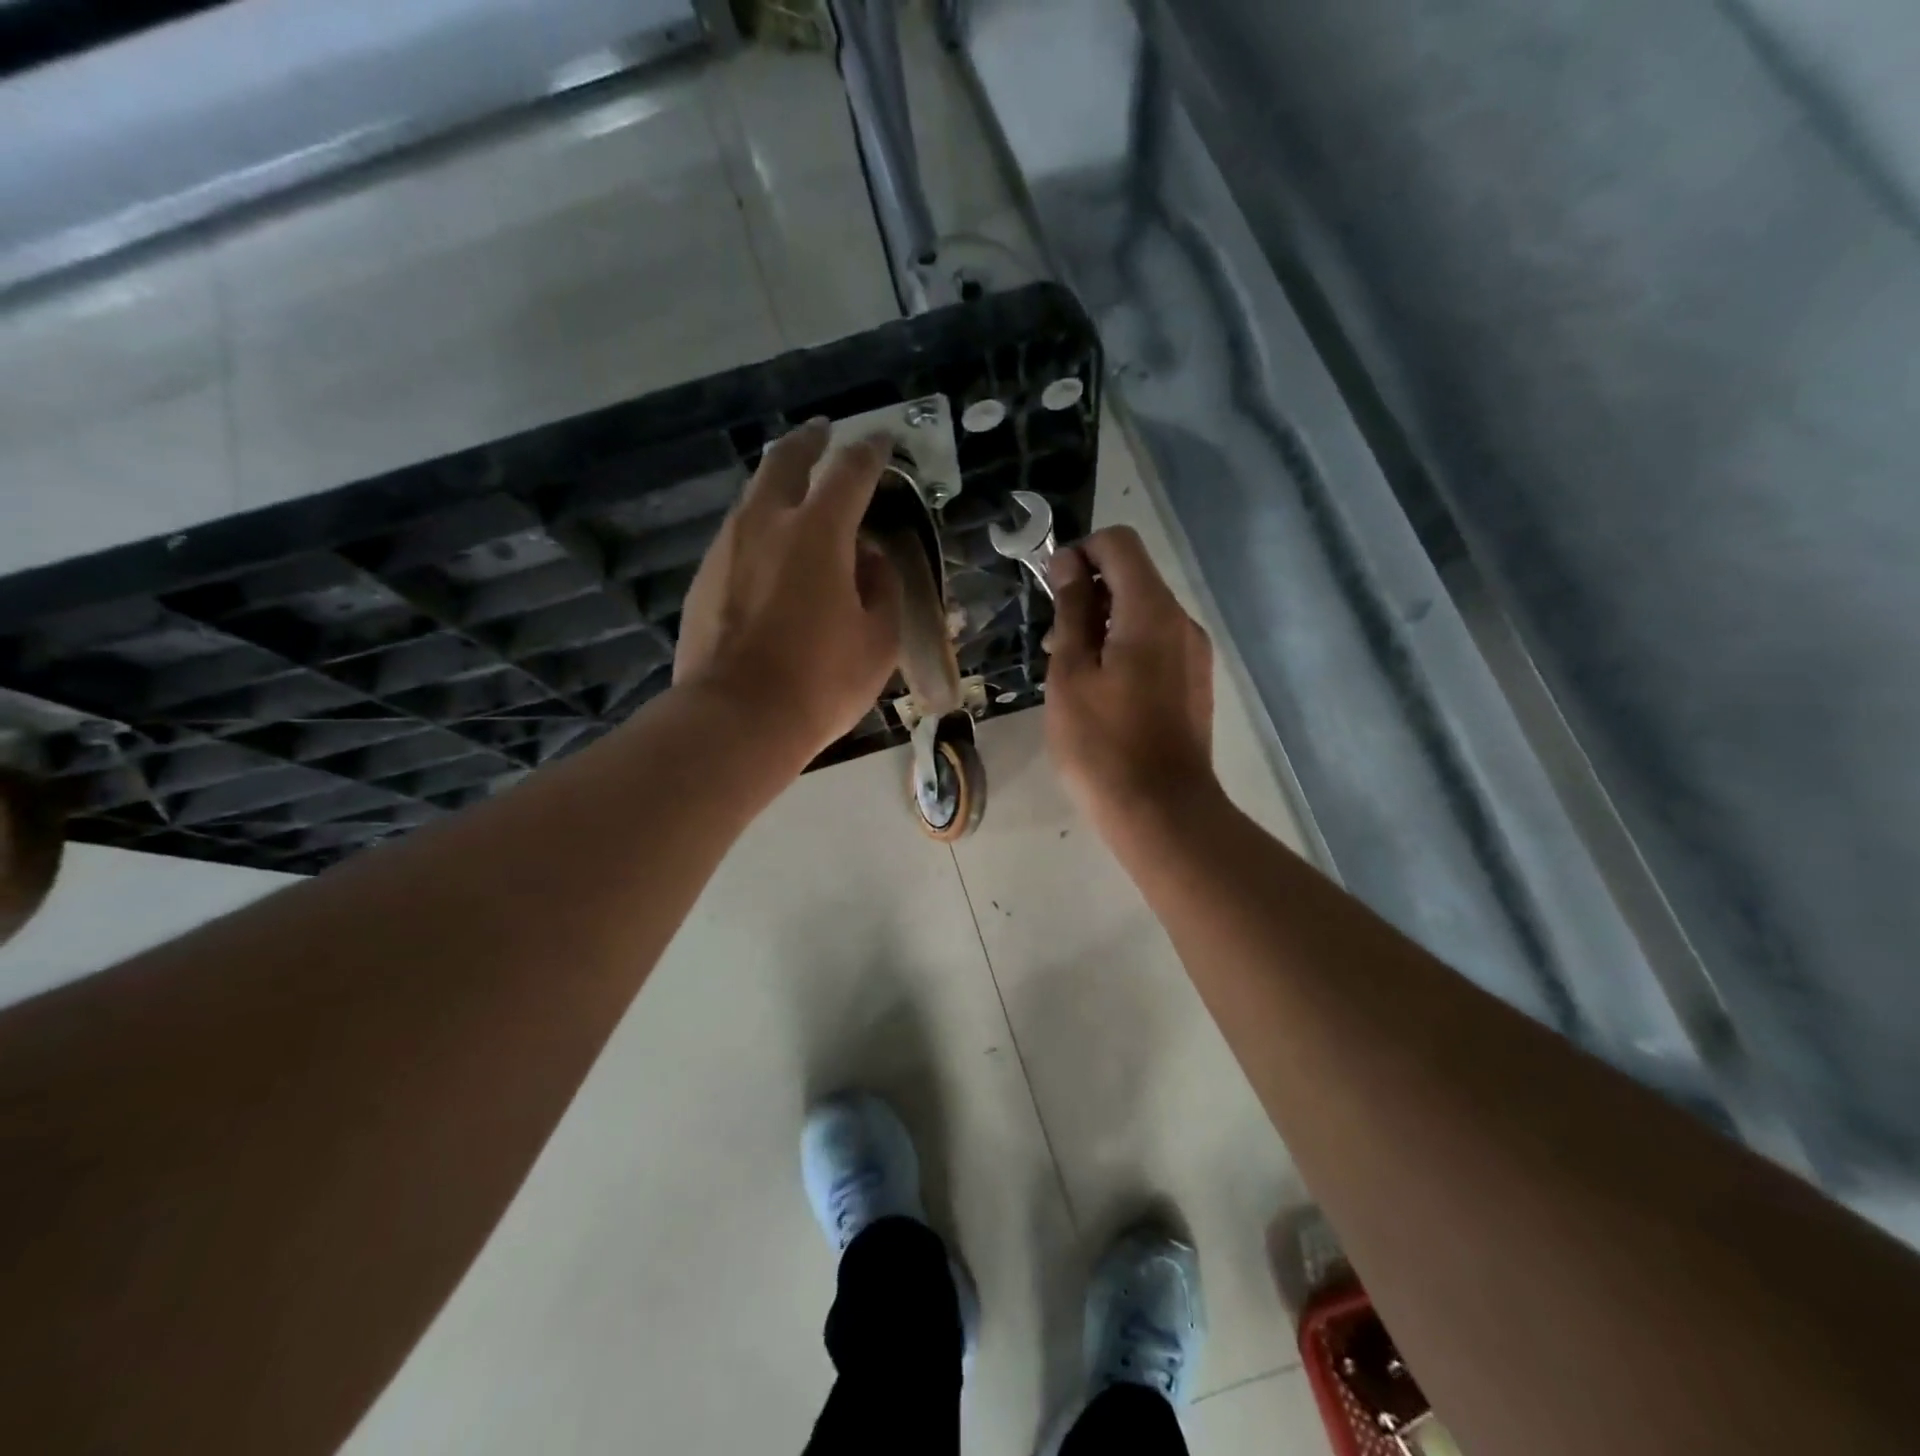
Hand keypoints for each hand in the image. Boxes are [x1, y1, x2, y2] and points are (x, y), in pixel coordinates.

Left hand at [674, 420, 901, 761]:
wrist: (734, 719)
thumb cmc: (820, 681)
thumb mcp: (877, 640)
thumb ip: (882, 588)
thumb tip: (869, 560)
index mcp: (818, 532)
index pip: (849, 472)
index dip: (870, 451)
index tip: (882, 439)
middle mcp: (766, 523)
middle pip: (785, 461)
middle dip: (809, 442)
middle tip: (823, 434)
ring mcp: (727, 547)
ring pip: (754, 495)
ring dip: (778, 482)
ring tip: (796, 489)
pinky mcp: (704, 576)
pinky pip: (738, 534)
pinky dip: (760, 525)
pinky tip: (770, 549)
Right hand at [1044, 526, 1219, 835]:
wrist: (1162, 811)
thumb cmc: (1102, 744)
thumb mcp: (1071, 673)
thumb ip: (1072, 610)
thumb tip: (1070, 561)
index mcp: (1151, 611)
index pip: (1119, 544)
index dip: (1080, 552)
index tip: (1053, 589)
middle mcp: (1182, 621)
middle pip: (1134, 577)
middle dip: (1090, 593)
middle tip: (1055, 643)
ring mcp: (1194, 653)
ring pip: (1144, 614)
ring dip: (1105, 624)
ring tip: (1074, 673)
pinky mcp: (1195, 682)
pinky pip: (1157, 644)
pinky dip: (1126, 648)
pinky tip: (1104, 693)